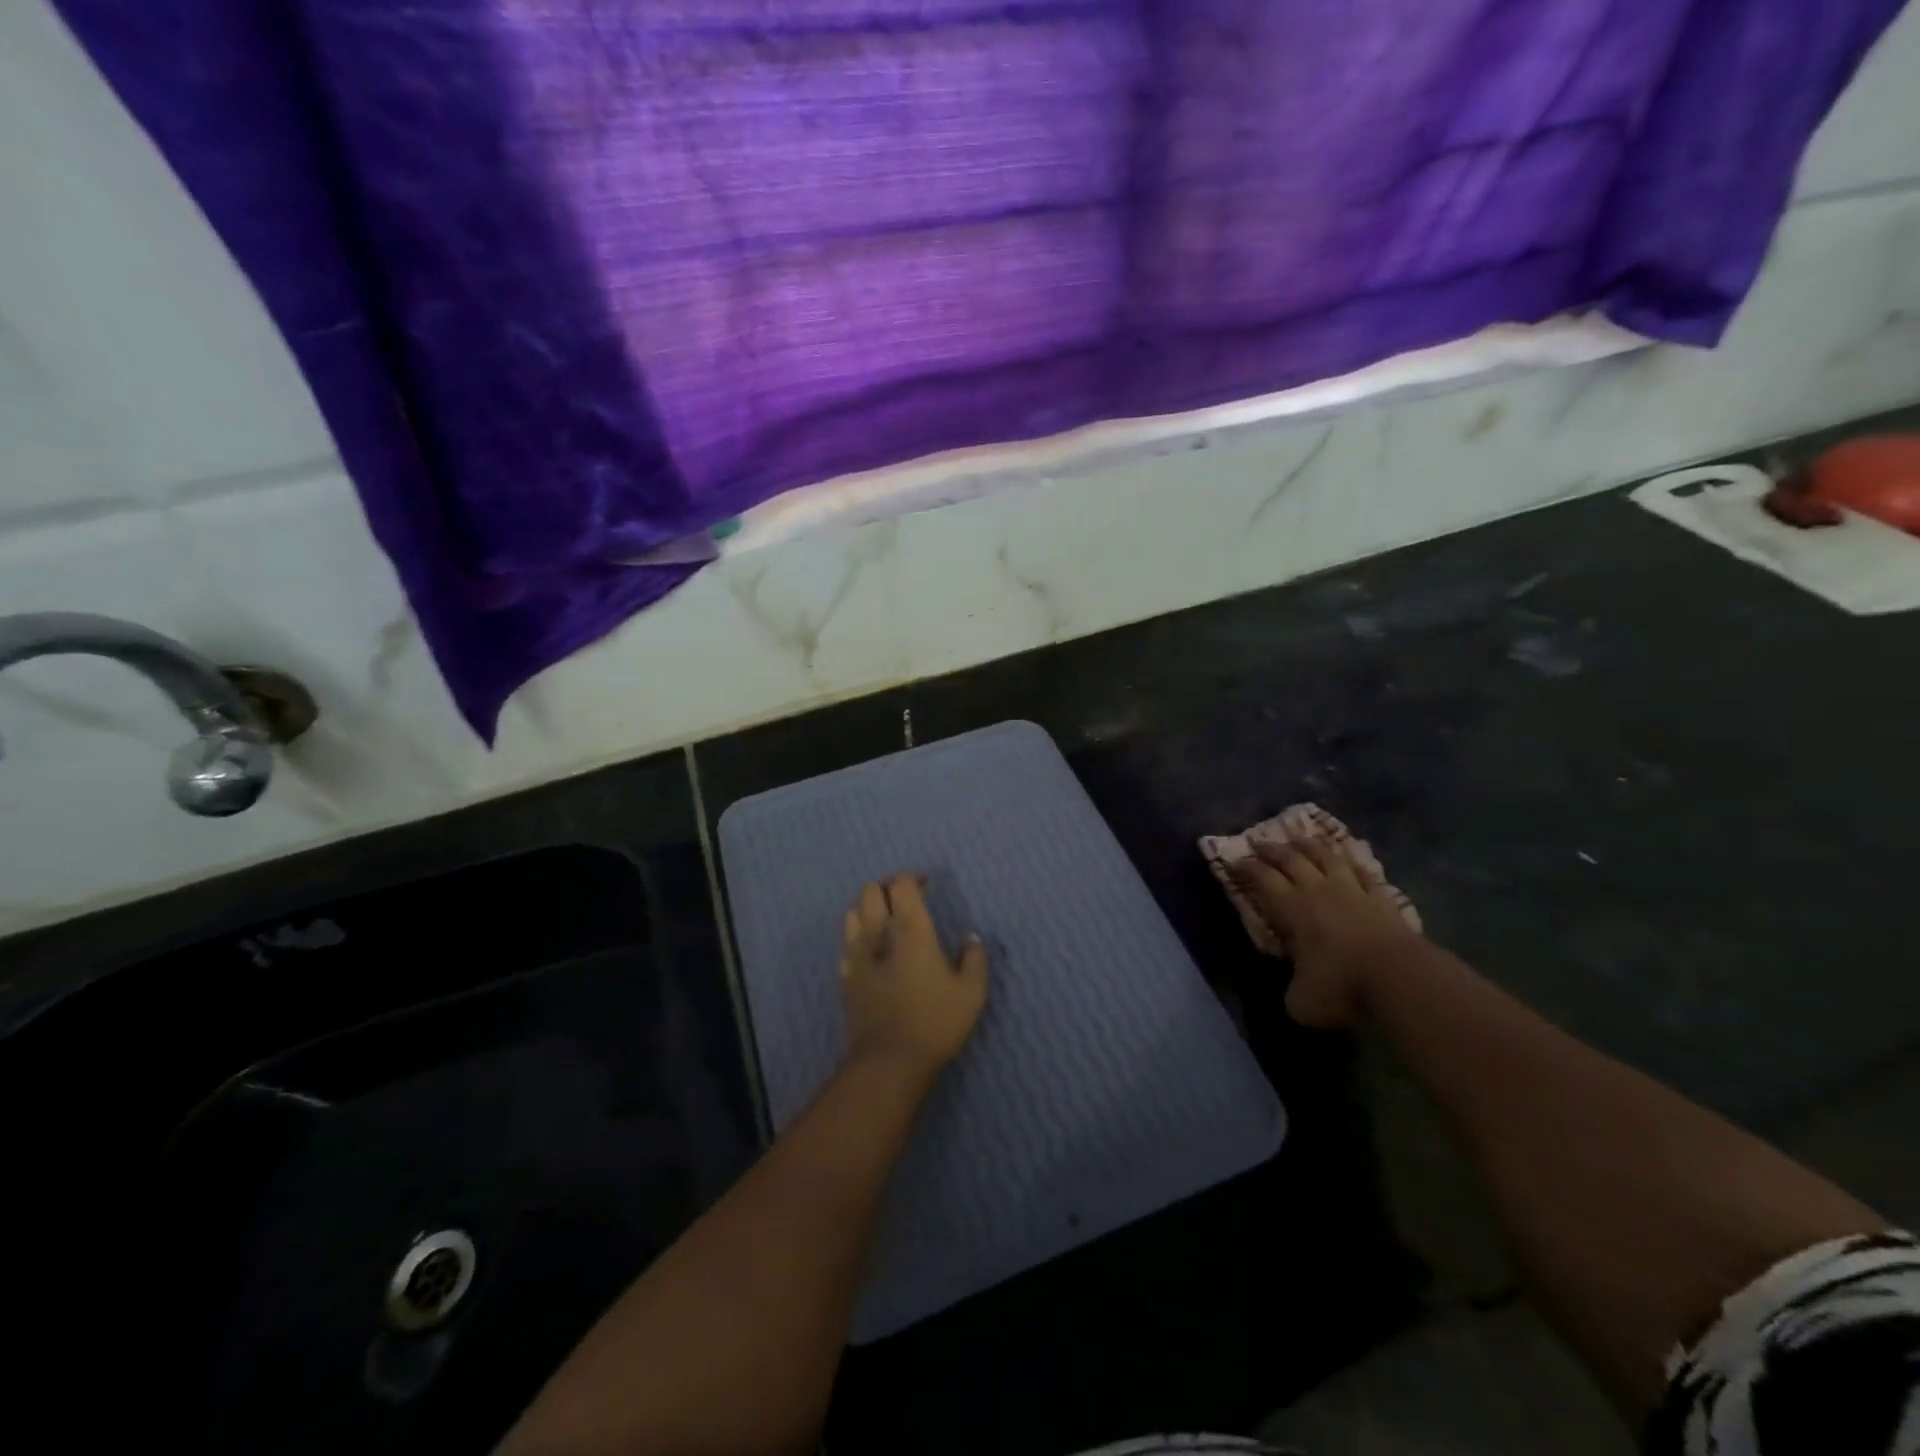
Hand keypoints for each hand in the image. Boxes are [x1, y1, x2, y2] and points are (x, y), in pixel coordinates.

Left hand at [840, 874, 988, 1078]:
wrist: (890, 1061)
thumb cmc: (935, 1021)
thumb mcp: (971, 992)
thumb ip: (974, 959)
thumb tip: (971, 939)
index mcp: (911, 929)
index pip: (901, 884)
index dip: (913, 877)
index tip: (928, 885)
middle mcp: (878, 933)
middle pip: (871, 890)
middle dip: (889, 887)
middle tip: (908, 899)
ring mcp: (856, 954)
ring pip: (853, 911)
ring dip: (869, 907)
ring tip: (887, 920)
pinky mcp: (845, 977)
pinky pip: (846, 942)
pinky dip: (858, 936)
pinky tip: (873, 951)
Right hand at [1231, 835, 1423, 1027]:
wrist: (1401, 979)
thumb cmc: (1342, 986)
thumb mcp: (1301, 1002)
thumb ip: (1291, 991)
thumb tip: (1293, 991)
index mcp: (1293, 909)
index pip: (1263, 879)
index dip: (1247, 868)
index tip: (1234, 861)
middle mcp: (1319, 891)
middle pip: (1292, 860)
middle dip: (1273, 850)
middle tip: (1259, 842)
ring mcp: (1354, 892)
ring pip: (1328, 857)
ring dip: (1310, 846)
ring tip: (1299, 838)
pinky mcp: (1383, 900)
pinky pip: (1365, 873)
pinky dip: (1353, 863)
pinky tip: (1350, 858)